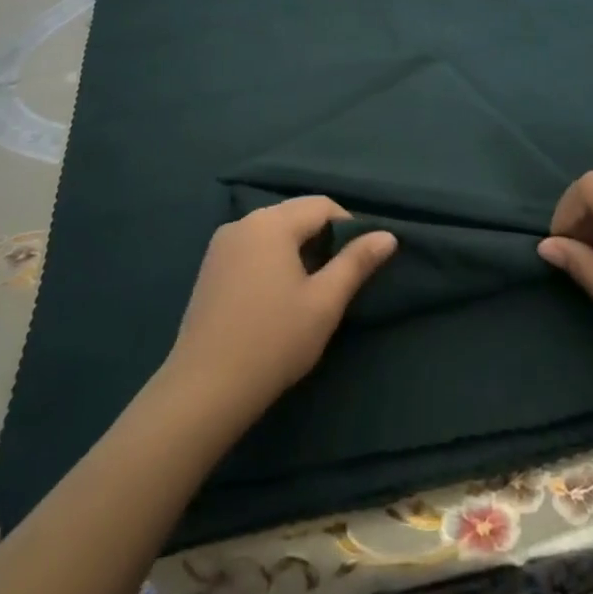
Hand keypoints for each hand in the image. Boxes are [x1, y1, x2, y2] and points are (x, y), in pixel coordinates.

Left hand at [161, 196, 395, 429]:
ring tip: (309, 289)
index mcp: (272, 223)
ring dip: (296, 248)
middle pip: (295, 214)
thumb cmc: (274, 341)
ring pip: (272, 231)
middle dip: (321, 237)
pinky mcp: (209, 267)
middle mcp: (243, 222)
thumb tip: (388, 235)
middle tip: (337, 278)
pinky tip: (275, 297)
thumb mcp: (325, 303)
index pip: (321, 205)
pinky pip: (251, 247)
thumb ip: (356, 263)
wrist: (205, 388)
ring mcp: (221, 244)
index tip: (358, 263)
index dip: (348, 227)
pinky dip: (271, 259)